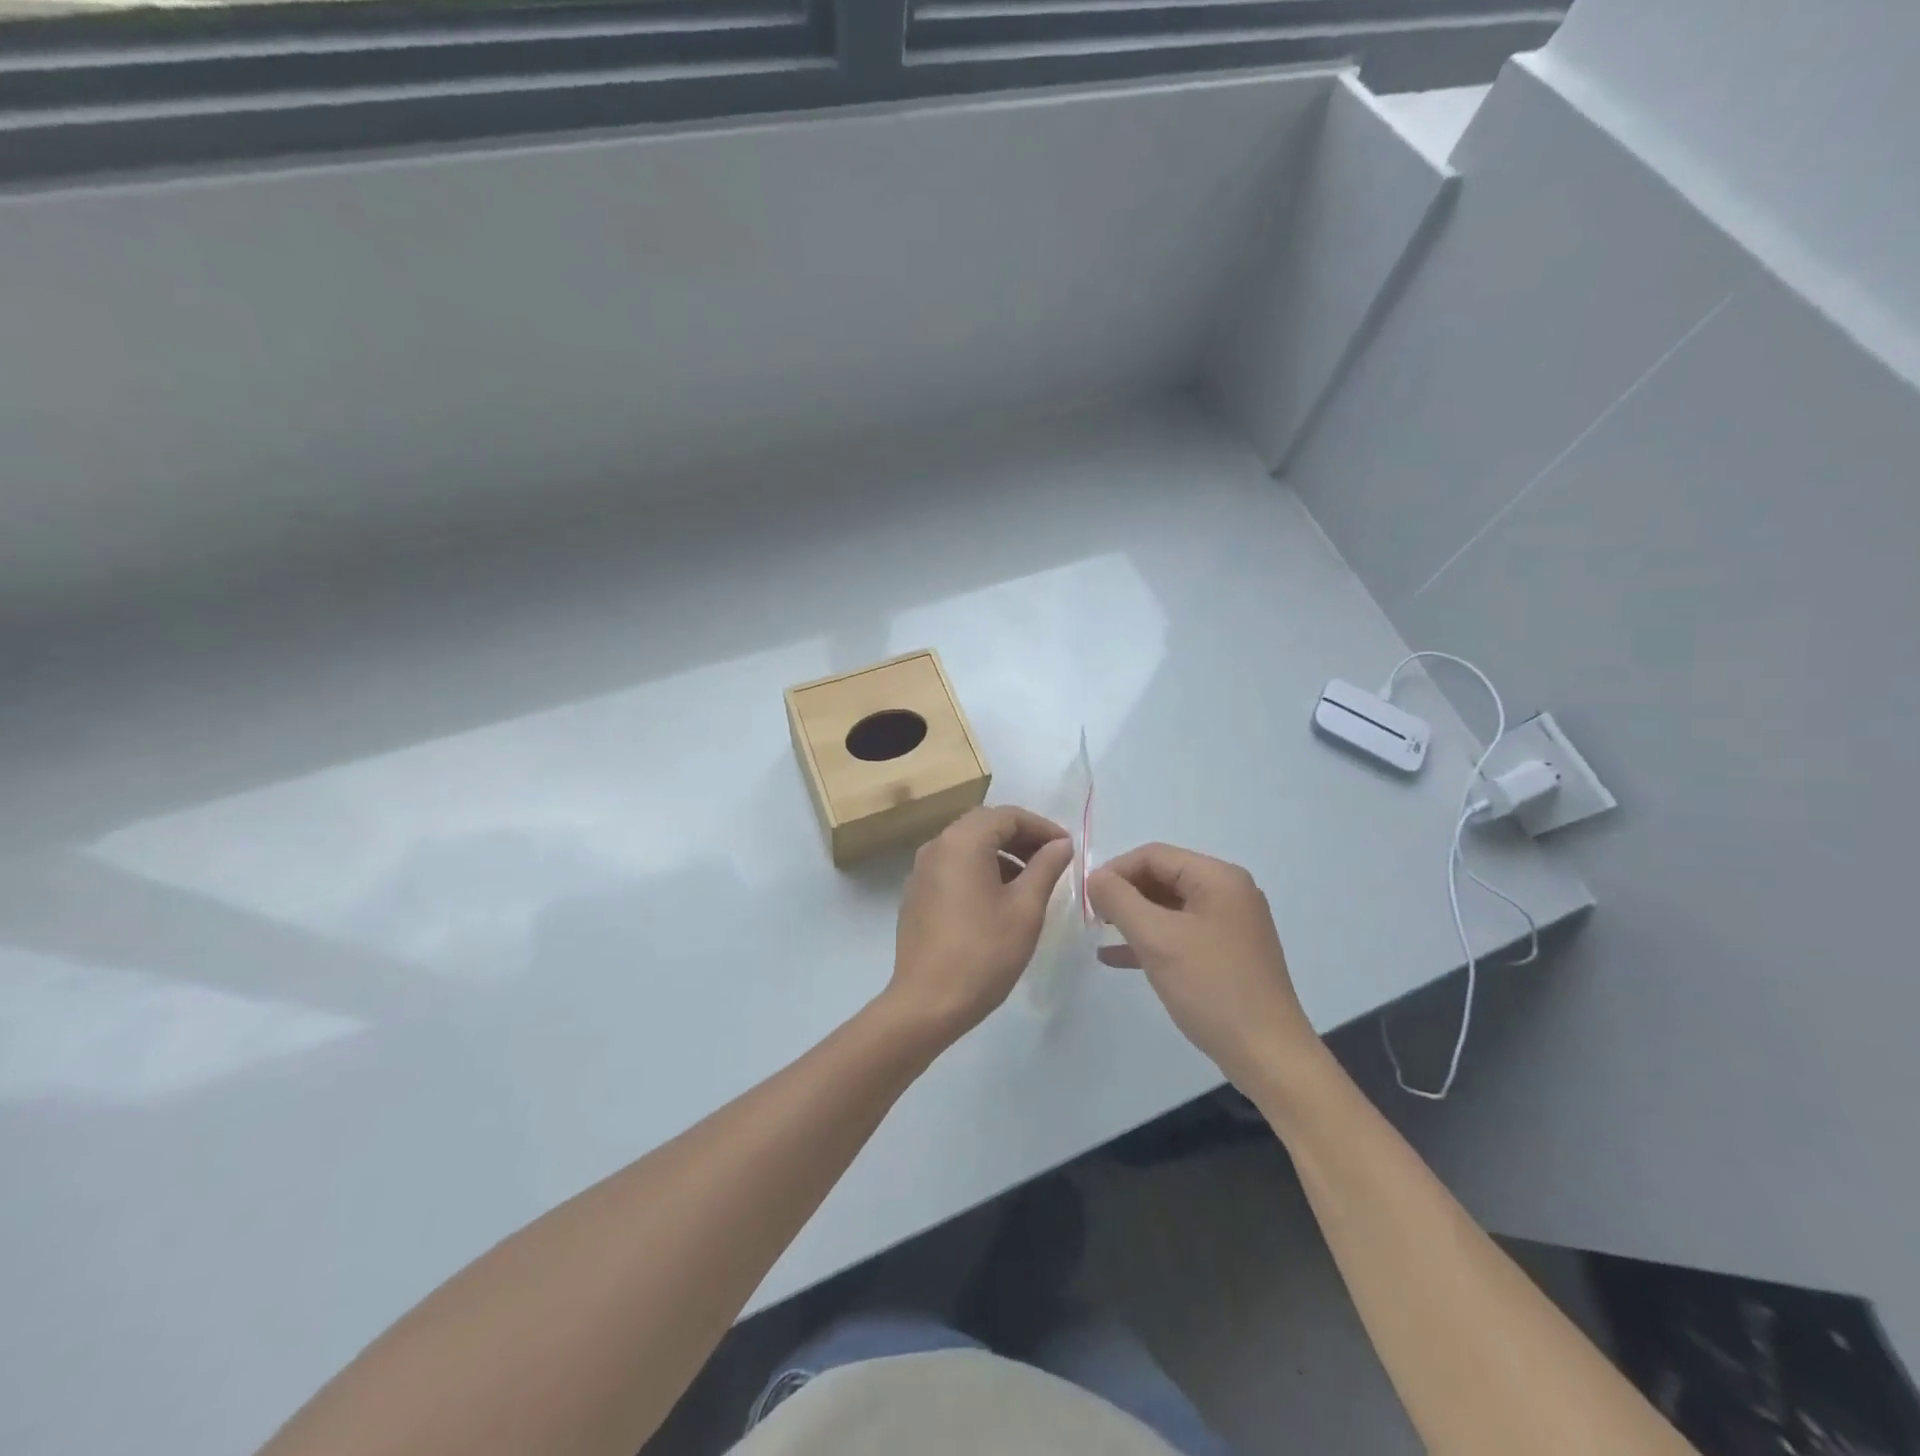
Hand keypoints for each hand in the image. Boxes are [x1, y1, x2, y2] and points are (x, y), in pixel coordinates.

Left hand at [886, 805, 1073, 1044]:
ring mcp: (921, 870)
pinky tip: (999, 899)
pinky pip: (953, 867)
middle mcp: (937, 846)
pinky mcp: (917, 894)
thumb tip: (1061, 844)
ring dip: (1002, 854)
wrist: (927, 1002)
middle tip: (1052, 861)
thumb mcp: (1025, 908)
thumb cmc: (984, 952)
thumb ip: (1046, 867)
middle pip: (985, 825)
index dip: (1042, 827)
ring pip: (968, 846)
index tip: (1067, 848)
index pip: (1008, 816)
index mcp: (962, 841)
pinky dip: (980, 870)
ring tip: (1031, 882)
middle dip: (1022, 838)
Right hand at [1088, 843, 1318, 1090]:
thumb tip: (1095, 877)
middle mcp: (1229, 892)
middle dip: (1124, 893)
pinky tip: (1118, 957)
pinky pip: (1181, 932)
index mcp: (1218, 878)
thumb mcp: (1157, 939)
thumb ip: (1119, 900)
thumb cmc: (1211, 988)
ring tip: (1100, 932)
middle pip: (1163, 877)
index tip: (1086, 897)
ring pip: (1170, 906)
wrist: (1267, 1055)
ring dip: (1134, 917)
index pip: (1154, 855)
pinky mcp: (1228, 952)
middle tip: (1092, 916)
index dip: (1115, 870)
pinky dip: (1151, 939)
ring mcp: (1231, 923)